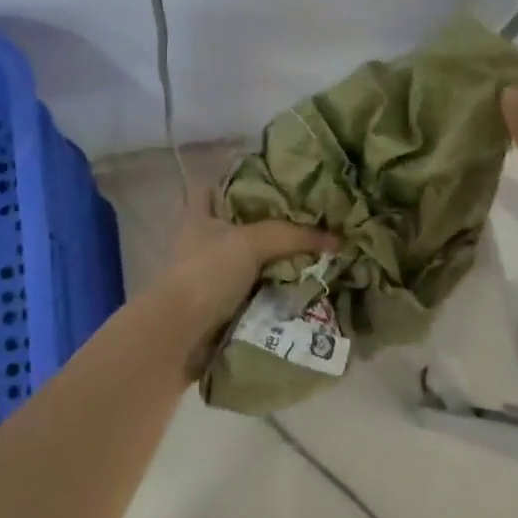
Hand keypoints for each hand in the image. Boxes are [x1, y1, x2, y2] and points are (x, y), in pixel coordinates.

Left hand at [156, 187, 339, 328]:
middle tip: (306, 222)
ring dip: (271, 264)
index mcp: (198, 215)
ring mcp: (205, 275)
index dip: (237, 182)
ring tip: (311, 255)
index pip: (213, 187)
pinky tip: (298, 289)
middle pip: (236, 225)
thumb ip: (293, 236)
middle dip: (266, 226)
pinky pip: (249, 292)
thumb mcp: (252, 243)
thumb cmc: (207, 272)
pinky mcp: (214, 306)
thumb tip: (337, 239)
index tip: (272, 185)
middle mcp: (198, 241)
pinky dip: (269, 293)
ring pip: (245, 261)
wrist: (179, 335)